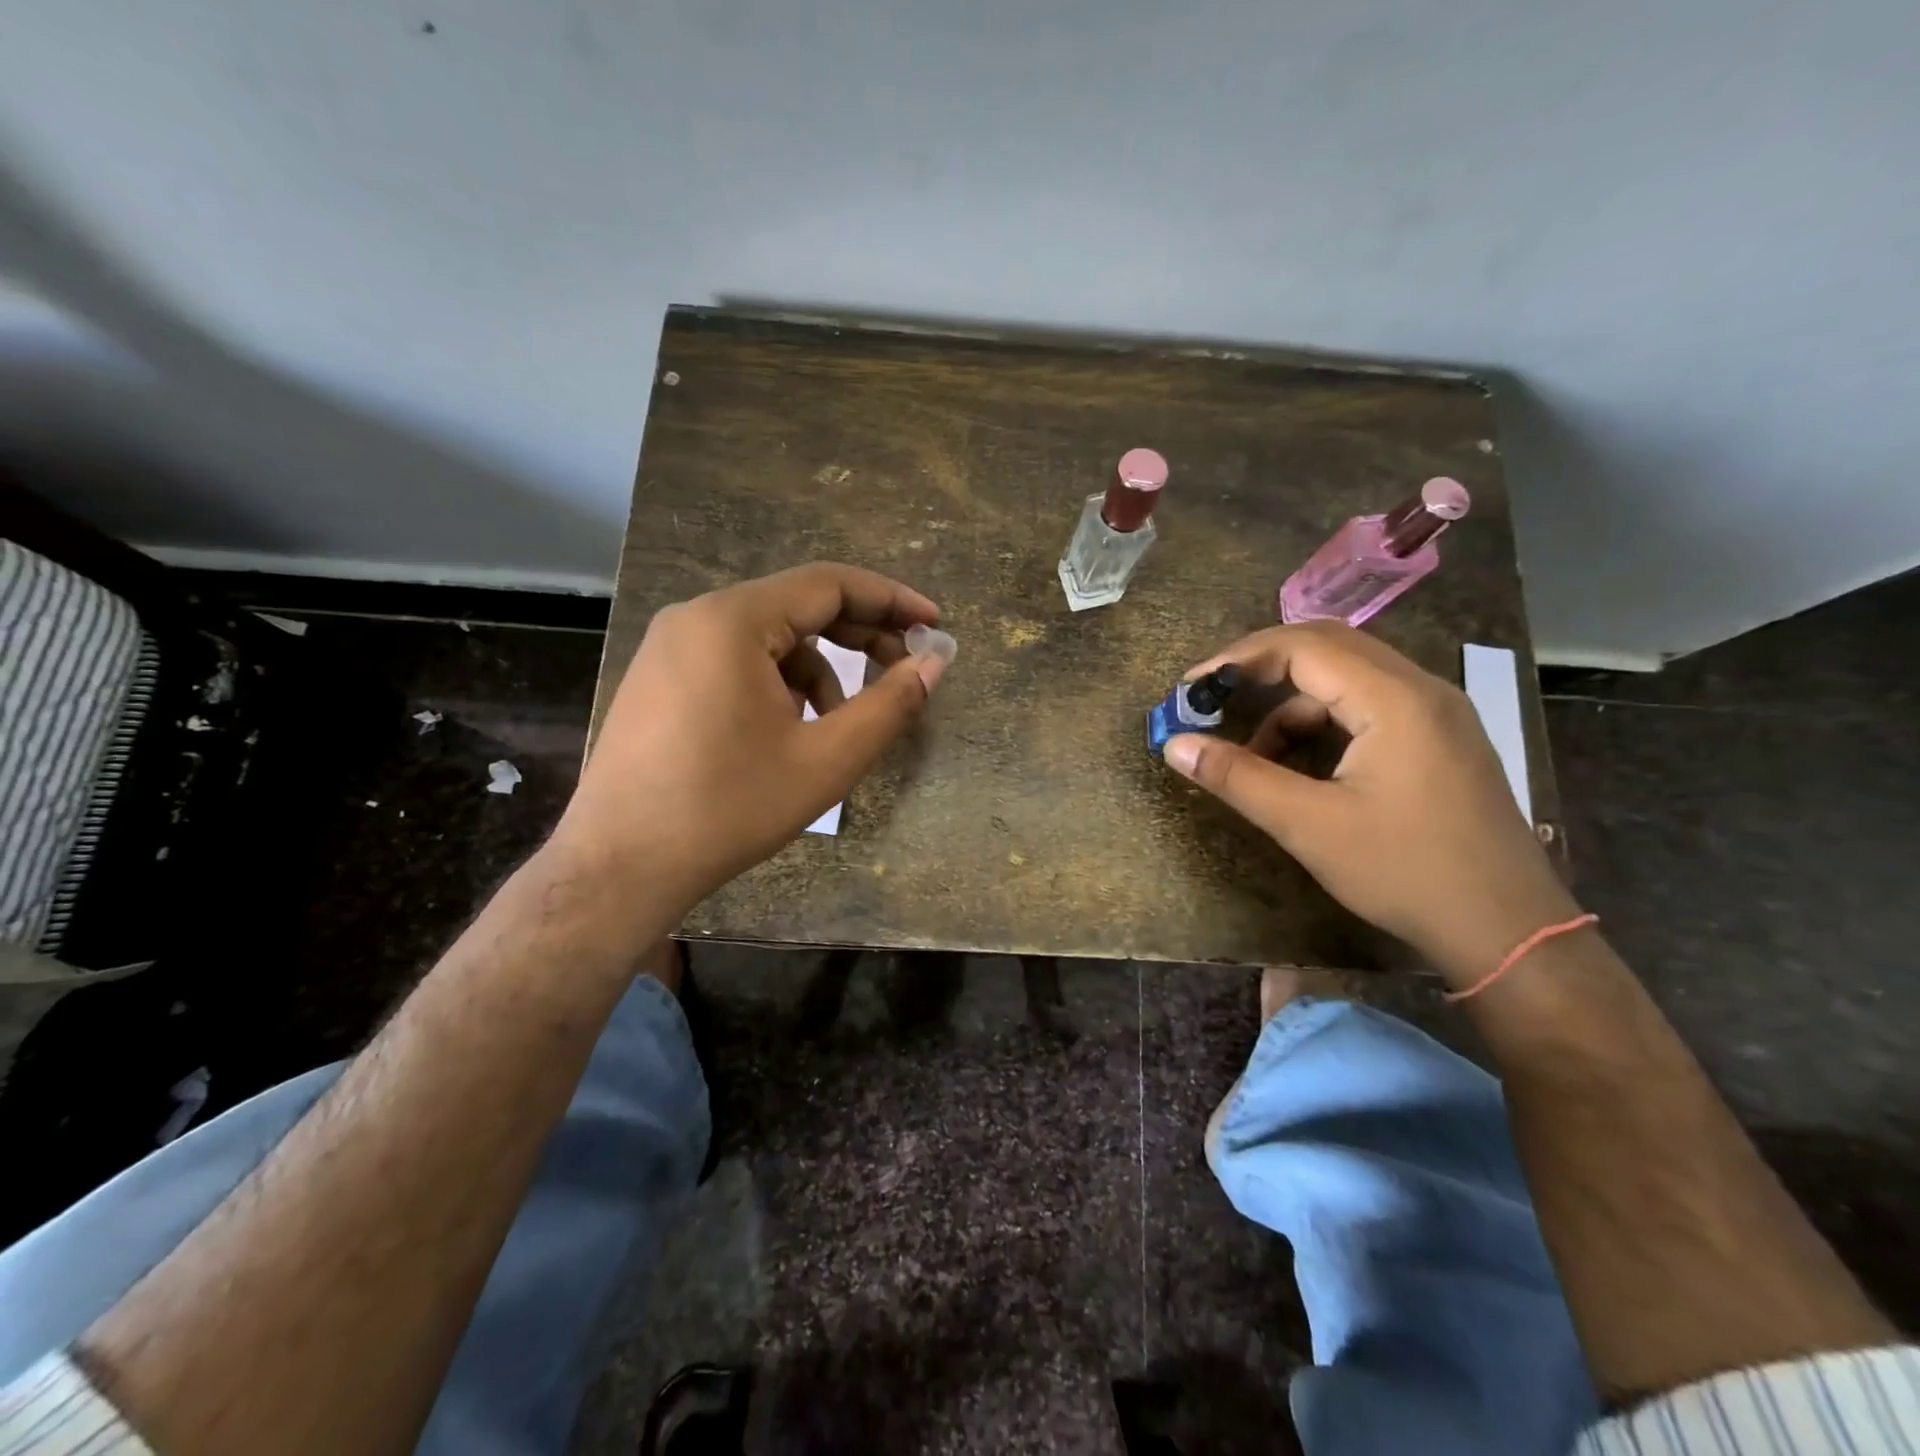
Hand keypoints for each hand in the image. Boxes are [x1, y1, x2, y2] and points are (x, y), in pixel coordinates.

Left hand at [554, 563, 946, 914]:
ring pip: (769, 638)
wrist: (619, 867)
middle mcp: (696, 617)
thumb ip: (890, 705)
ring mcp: (671, 648)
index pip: (830, 584)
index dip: (891, 601)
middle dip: (860, 636)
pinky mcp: (661, 679)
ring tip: (840, 724)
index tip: (935, 624)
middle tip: (906, 671)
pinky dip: (778, 683)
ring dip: (820, 669)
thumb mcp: (826, 760)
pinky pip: (736, 661)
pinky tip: (789, 732)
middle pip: (799, 606)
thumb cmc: (728, 809)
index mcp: (733, 620)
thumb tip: (935, 663)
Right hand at [1163, 622, 1578, 985]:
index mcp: (1395, 699)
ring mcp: (1437, 713)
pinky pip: (1369, 706)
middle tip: (1214, 696)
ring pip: (1348, 678)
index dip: (1239, 658)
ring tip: (1253, 751)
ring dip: (1291, 702)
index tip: (1192, 686)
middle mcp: (1422, 689)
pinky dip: (1323, 722)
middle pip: (1329, 646)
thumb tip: (1173, 744)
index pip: (1304, 645)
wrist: (1509, 931)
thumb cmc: (1405, 872)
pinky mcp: (1440, 739)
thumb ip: (1237, 778)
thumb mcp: (1308, 826)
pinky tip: (1300, 766)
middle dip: (1262, 667)